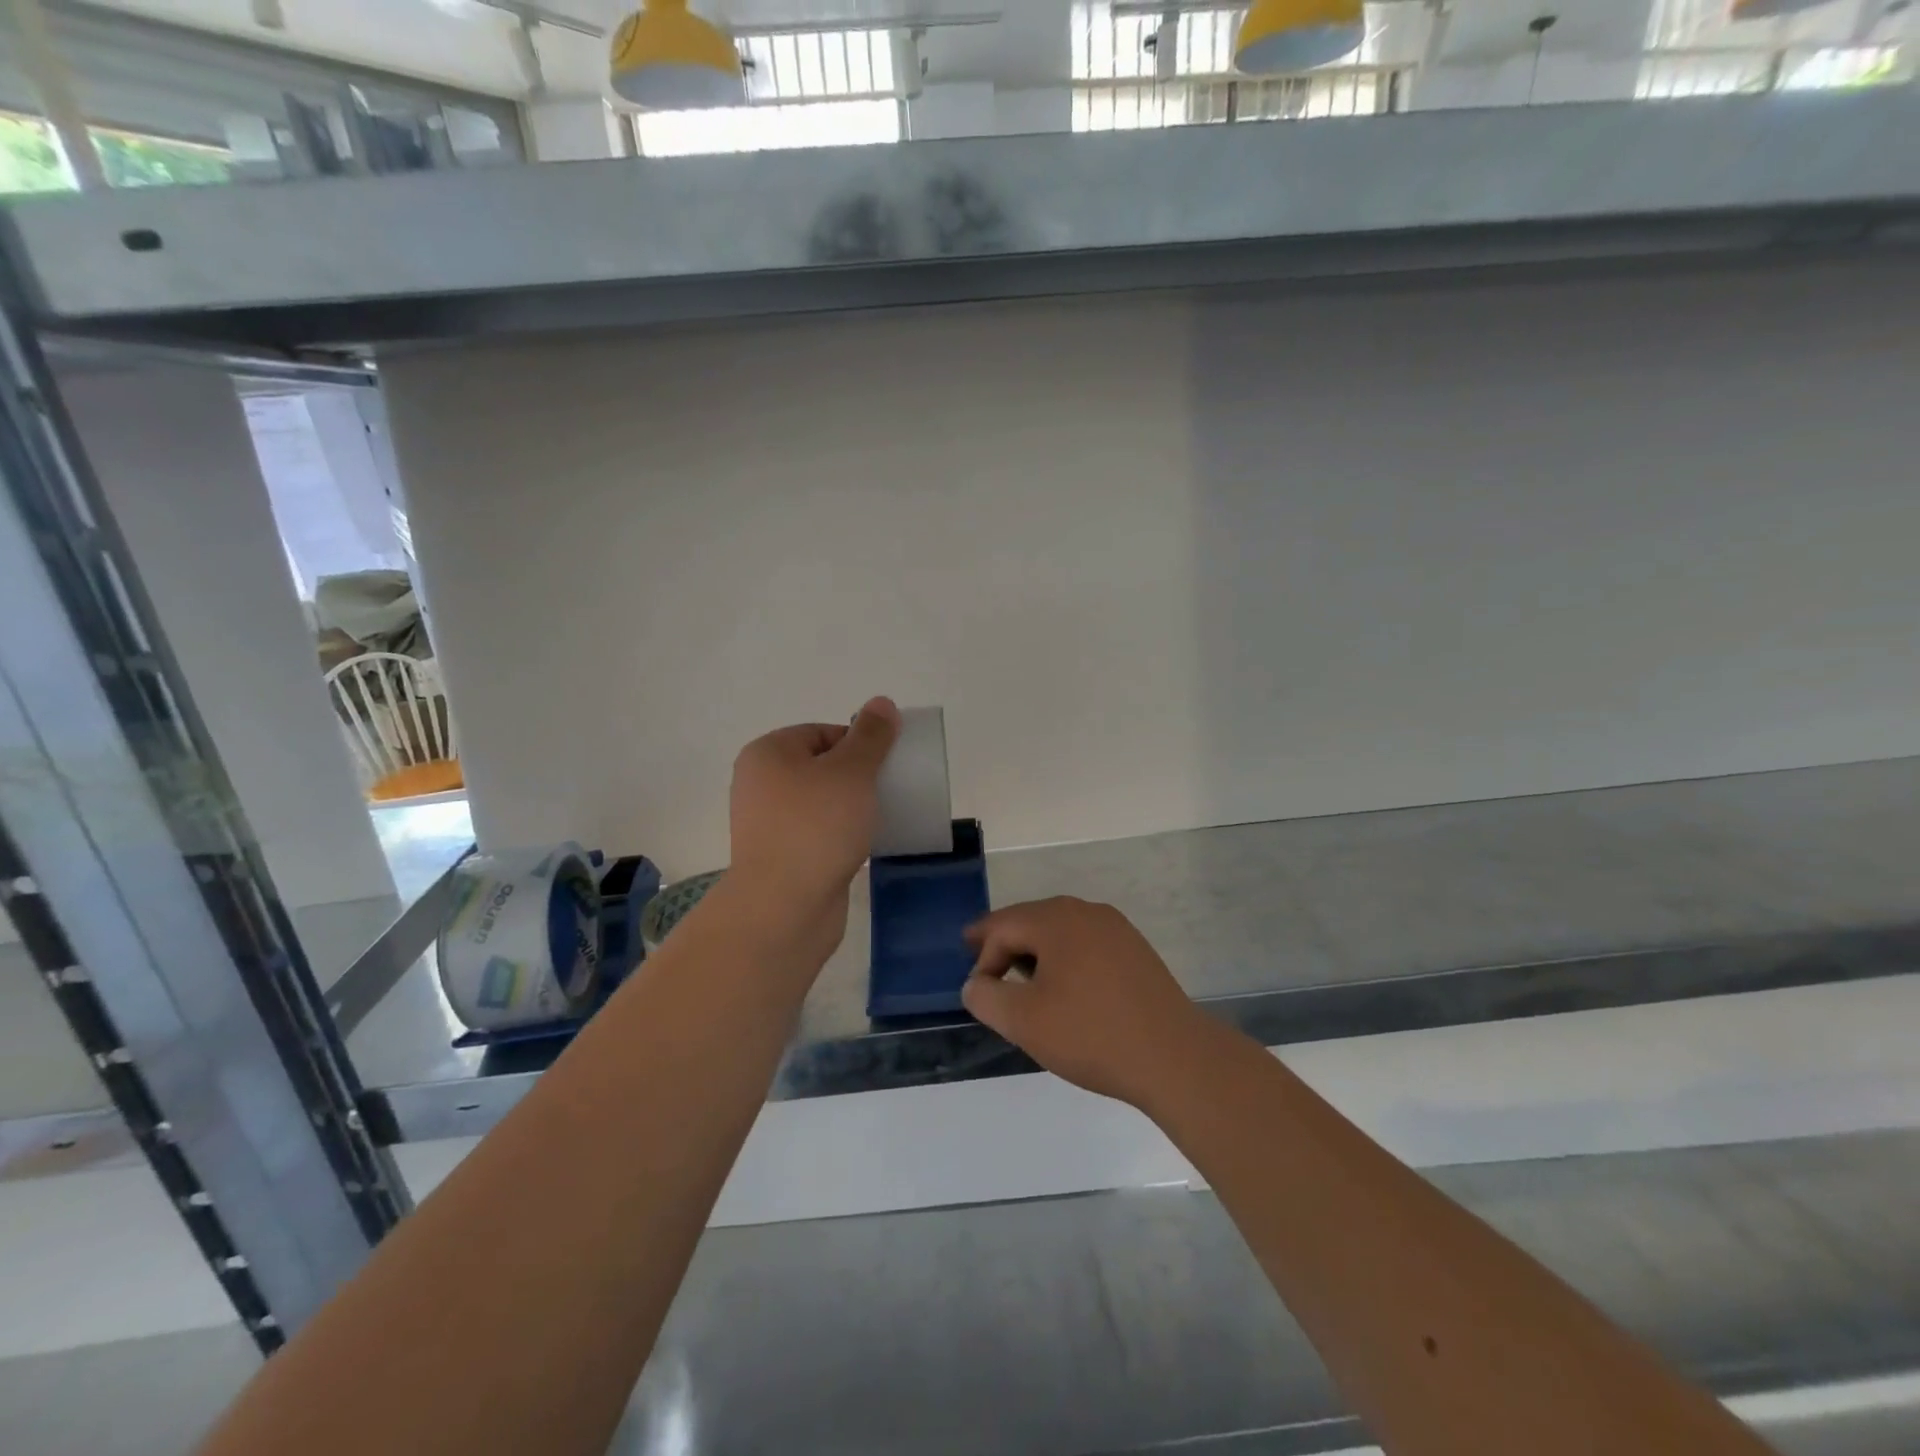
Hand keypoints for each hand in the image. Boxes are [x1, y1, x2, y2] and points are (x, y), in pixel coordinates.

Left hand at [729, 697, 900, 916]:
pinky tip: (864, 845)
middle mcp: (760, 784)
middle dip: (858, 777)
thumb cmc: (816, 827)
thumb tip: (881, 703)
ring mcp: (768, 824)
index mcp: (768, 753)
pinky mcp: (781, 858)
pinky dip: (841, 835)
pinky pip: (819, 834)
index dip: (859, 744)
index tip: (885, 766)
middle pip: (822, 767)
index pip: (822, 732)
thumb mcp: (851, 771)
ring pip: (821, 803)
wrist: (784, 907)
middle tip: (887, 792)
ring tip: (880, 819)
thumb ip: (870, 736)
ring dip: (852, 808)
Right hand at [962, 897, 1214, 1107]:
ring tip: (1022, 981)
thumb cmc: (1091, 1034)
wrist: (1174, 1057)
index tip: (977, 991)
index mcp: (1056, 919)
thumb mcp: (1024, 1021)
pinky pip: (1086, 944)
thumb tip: (976, 984)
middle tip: (984, 965)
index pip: (1003, 926)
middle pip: (1031, 920)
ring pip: (1060, 931)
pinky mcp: (1135, 950)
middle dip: (1005, 943)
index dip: (982, 956)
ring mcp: (1116, 928)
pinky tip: (1066, 988)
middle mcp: (1086, 911)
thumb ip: (986, 998)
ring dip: (1035, 951)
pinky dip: (1065, 959)